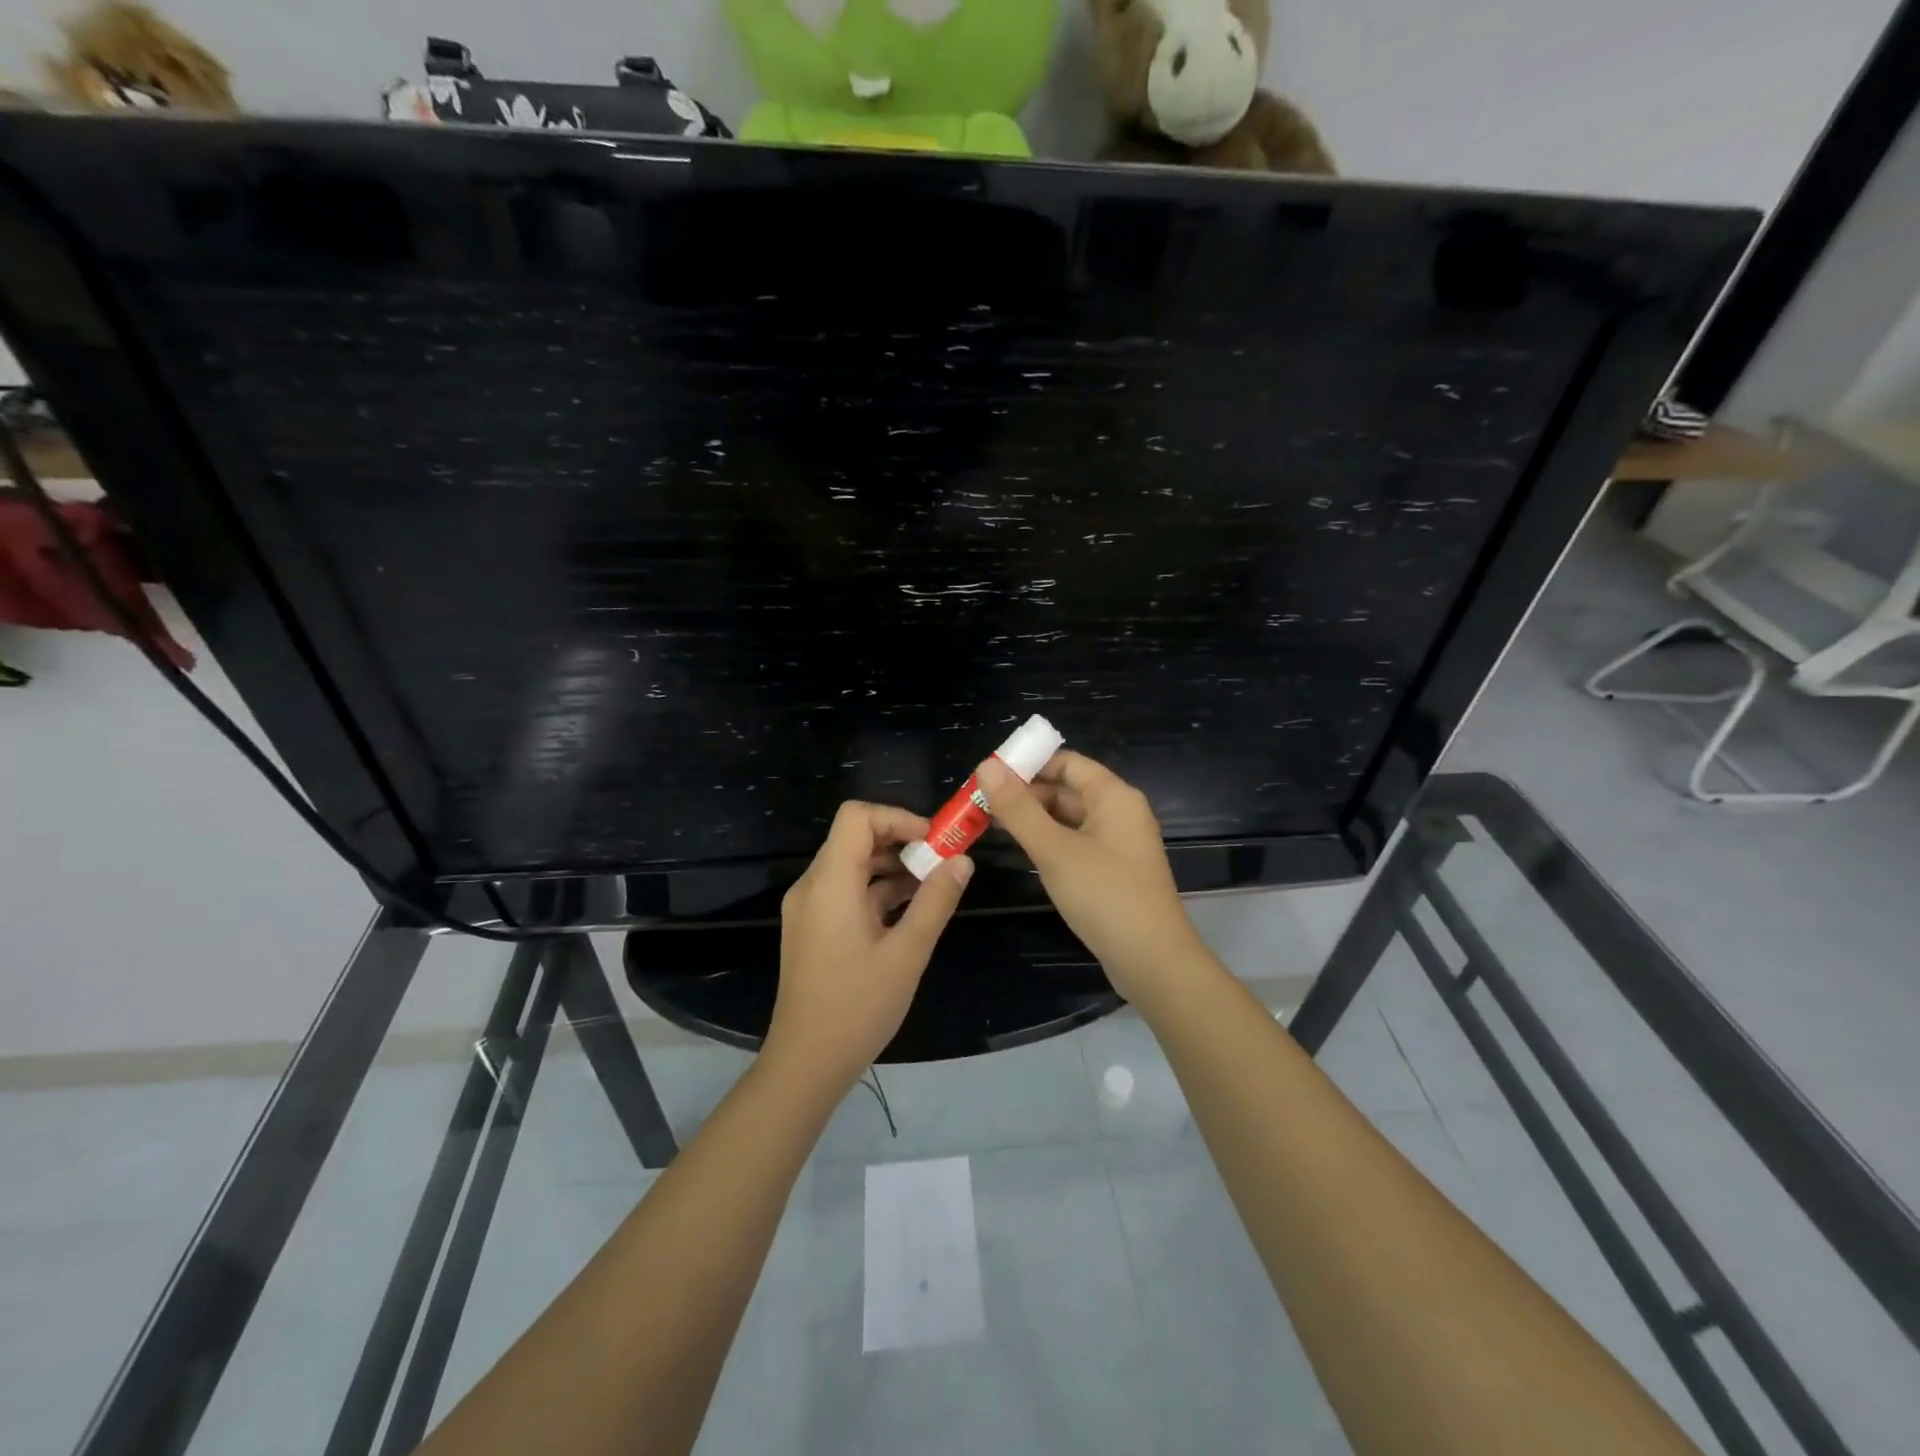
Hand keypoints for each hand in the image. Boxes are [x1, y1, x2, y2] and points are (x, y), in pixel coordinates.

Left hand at [763, 801, 972, 1085]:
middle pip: (855, 838)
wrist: (805, 1065)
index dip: (898, 818)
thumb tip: (962, 861)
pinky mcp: (812, 929)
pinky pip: (846, 892)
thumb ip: (936, 901)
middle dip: (901, 842)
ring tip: (934, 887)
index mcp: (829, 882)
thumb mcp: (907, 953)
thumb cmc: (857, 1007)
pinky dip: (877, 891)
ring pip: (852, 866)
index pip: (857, 817)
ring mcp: (809, 909)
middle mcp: (813, 886)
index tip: (934, 841)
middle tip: (943, 862)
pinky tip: (911, 911)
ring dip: (892, 868)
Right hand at [978, 752, 1203, 1001]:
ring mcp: (1118, 844)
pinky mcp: (1113, 871)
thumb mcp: (1054, 849)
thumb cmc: (1104, 895)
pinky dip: (1049, 841)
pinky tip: (1023, 852)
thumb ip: (1018, 809)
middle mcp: (1120, 813)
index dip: (1028, 764)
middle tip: (981, 804)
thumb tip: (986, 767)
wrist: (1152, 961)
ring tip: (992, 825)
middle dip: (1026, 794)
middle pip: (1067, 789)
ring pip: (1070, 818)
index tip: (989, 776)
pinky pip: (1076, 843)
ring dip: (1034, 819)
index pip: (1067, 762)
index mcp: (1114, 796)